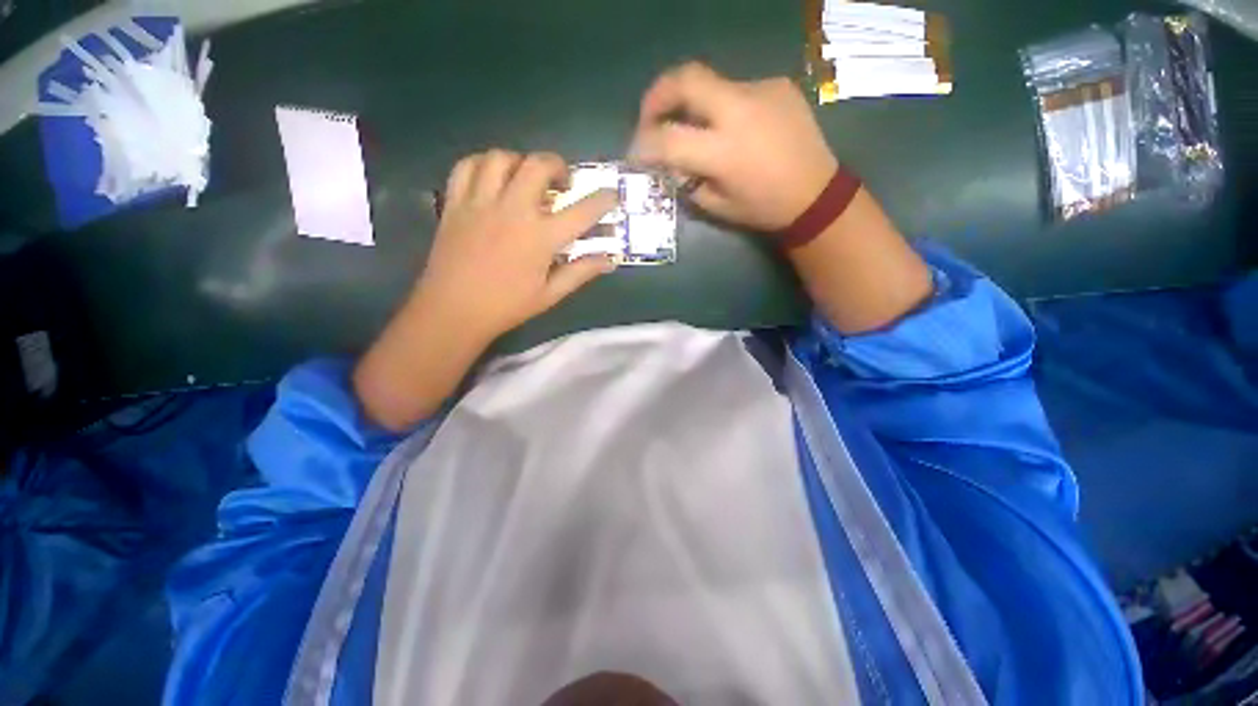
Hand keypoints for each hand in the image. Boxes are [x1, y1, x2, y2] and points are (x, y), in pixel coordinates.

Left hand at [353, 150, 616, 430]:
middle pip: (538, 165)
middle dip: (558, 166)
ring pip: (501, 158)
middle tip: (562, 183)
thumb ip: (581, 272)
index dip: (603, 200)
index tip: (611, 195)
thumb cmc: (507, 306)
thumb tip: (609, 261)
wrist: (453, 310)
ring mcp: (480, 203)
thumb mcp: (550, 294)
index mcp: (540, 238)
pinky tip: (492, 179)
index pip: (581, 211)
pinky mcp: (455, 203)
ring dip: (520, 162)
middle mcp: (513, 211)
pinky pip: (467, 166)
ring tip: (526, 178)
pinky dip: (483, 164)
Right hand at [630, 62, 837, 231]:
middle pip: (685, 79)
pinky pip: (736, 90)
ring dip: (691, 104)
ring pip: (710, 84)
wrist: (816, 194)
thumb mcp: (718, 207)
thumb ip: (688, 182)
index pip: (668, 138)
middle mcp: (740, 110)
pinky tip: (732, 129)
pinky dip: (722, 107)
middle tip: (650, 119)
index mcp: (724, 152)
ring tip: (694, 129)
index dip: (643, 145)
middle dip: (656, 96)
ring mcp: (761, 91)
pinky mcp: (776, 84)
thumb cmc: (763, 208)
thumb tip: (670, 164)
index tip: (635, 154)